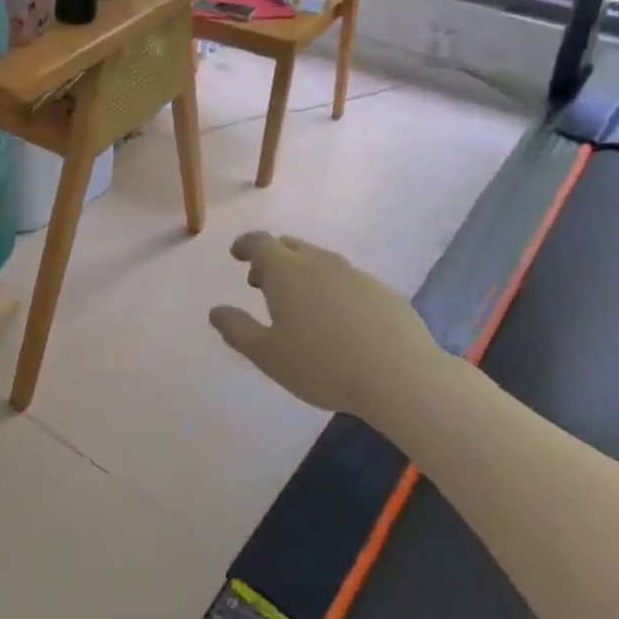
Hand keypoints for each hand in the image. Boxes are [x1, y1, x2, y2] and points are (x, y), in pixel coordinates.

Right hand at [208, 232, 448, 424]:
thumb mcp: (267, 355)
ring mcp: (355, 274)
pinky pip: (346, 280)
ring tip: (298, 304)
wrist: (401, 376)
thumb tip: (216, 311)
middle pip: (290, 246)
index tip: (237, 255)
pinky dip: (331, 288)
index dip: (245, 246)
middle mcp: (320, 262)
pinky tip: (337, 320)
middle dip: (271, 259)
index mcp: (287, 271)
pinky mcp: (382, 292)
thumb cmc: (323, 365)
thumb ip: (237, 330)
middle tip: (261, 284)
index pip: (259, 242)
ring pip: (320, 261)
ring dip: (302, 273)